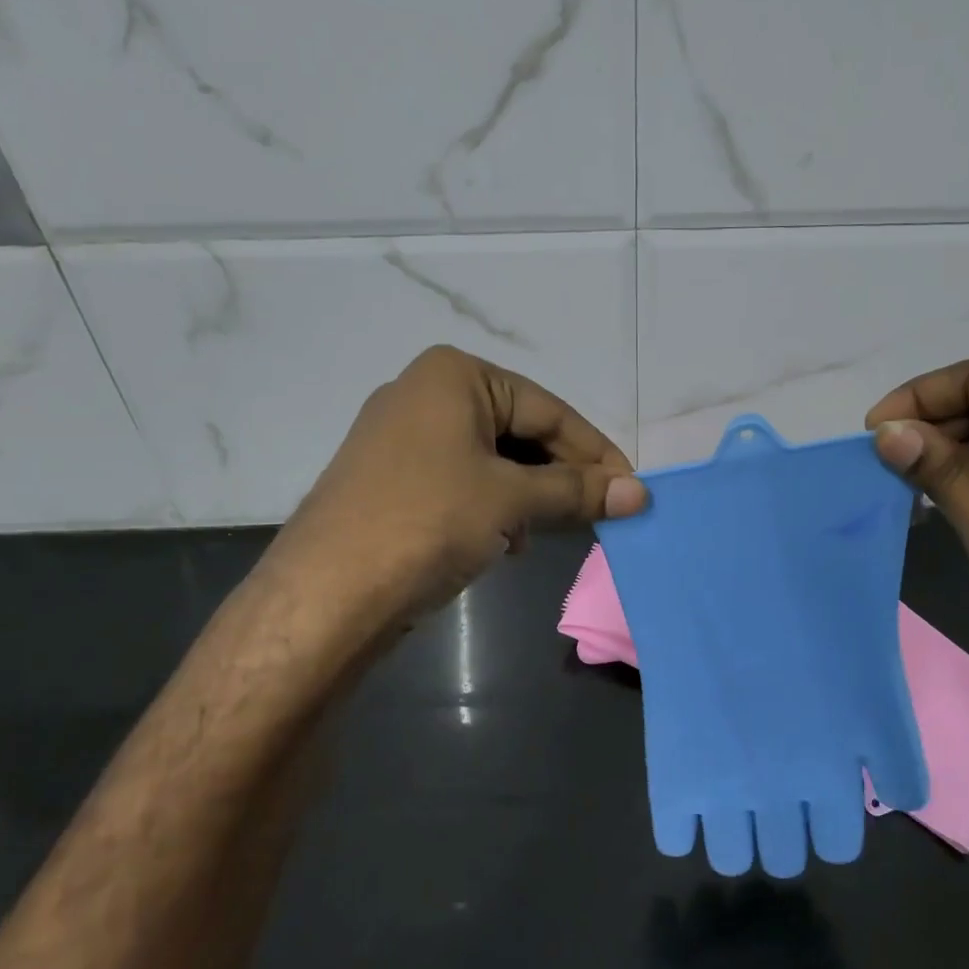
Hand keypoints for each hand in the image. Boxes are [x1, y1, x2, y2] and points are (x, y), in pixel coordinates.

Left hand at [263, 346, 646, 629]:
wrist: (326, 594)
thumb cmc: (428, 522)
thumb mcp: (511, 501)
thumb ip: (578, 492)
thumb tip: (641, 492)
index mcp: (454, 375)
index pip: (548, 409)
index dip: (594, 452)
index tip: (632, 488)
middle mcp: (426, 393)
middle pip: (519, 431)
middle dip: (559, 475)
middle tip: (600, 512)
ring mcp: (403, 437)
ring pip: (492, 459)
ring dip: (529, 495)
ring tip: (548, 532)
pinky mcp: (392, 478)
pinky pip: (462, 480)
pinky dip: (494, 506)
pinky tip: (507, 541)